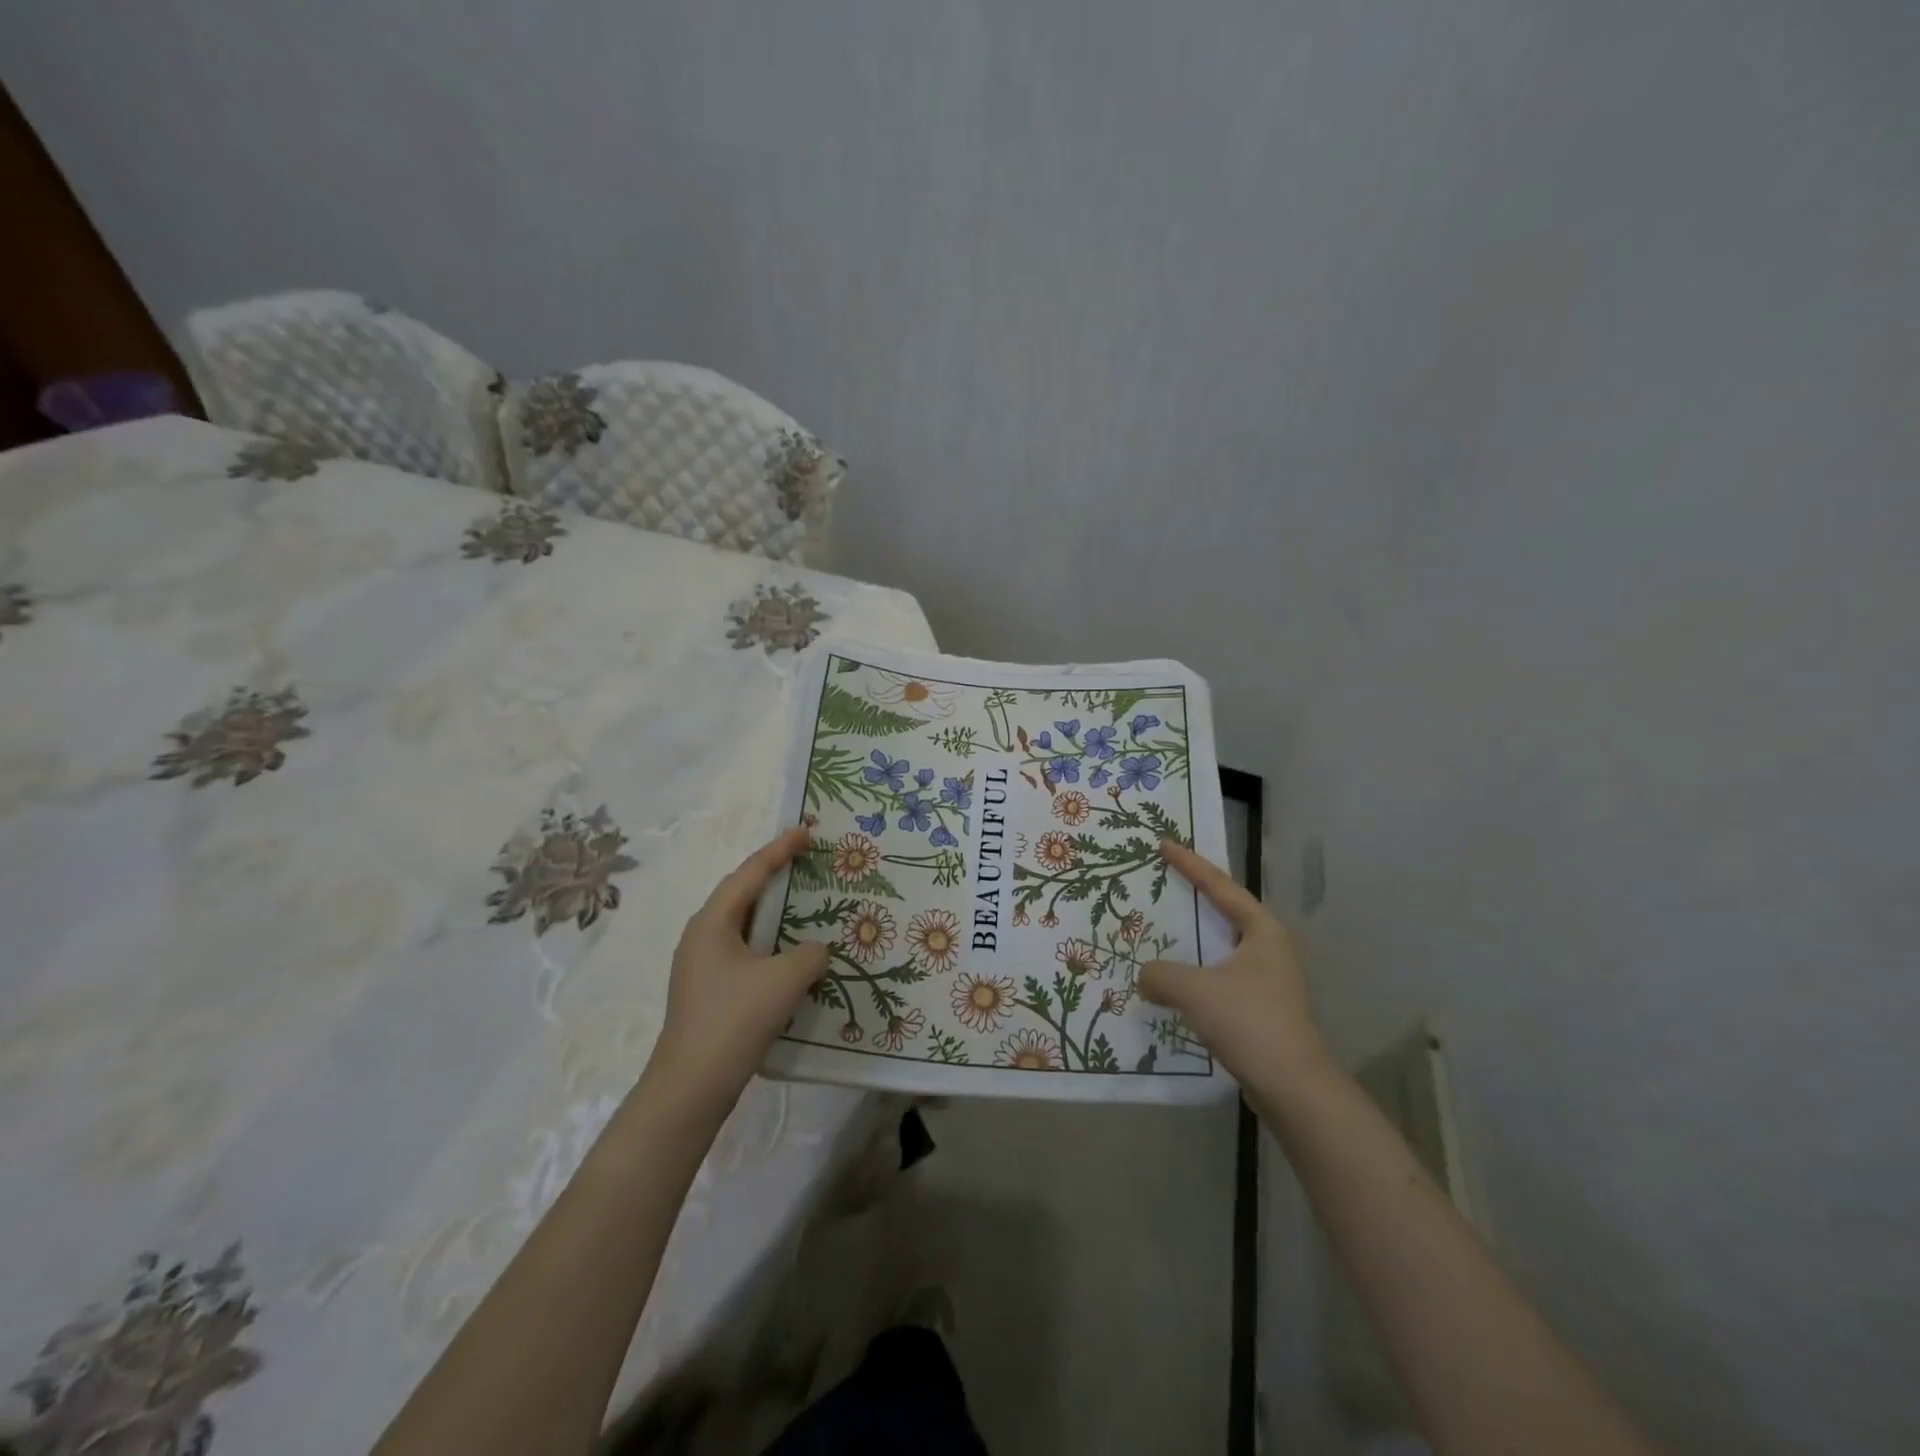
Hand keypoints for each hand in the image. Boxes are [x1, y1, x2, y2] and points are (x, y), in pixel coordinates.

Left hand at [643, 826, 829, 1116]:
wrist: (690, 1088)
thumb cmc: (734, 1021)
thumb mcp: (783, 981)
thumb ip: (810, 954)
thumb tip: (816, 950)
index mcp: (712, 922)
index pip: (750, 873)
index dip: (779, 850)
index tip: (805, 831)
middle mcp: (702, 936)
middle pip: (743, 894)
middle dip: (775, 876)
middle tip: (807, 861)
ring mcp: (702, 965)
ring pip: (744, 925)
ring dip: (774, 912)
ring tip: (805, 902)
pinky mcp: (710, 991)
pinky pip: (745, 950)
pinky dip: (770, 942)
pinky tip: (792, 954)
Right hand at [1140, 839, 1330, 1092]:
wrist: (1294, 1088)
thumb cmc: (1249, 1023)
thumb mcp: (1196, 990)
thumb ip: (1161, 975)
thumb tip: (1145, 976)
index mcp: (1263, 931)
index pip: (1221, 886)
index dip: (1190, 864)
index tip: (1164, 844)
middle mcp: (1269, 949)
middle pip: (1225, 912)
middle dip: (1194, 897)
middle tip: (1163, 881)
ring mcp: (1268, 980)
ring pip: (1222, 948)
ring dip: (1193, 940)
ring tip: (1162, 930)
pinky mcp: (1261, 1008)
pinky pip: (1220, 977)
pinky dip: (1197, 972)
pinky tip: (1175, 982)